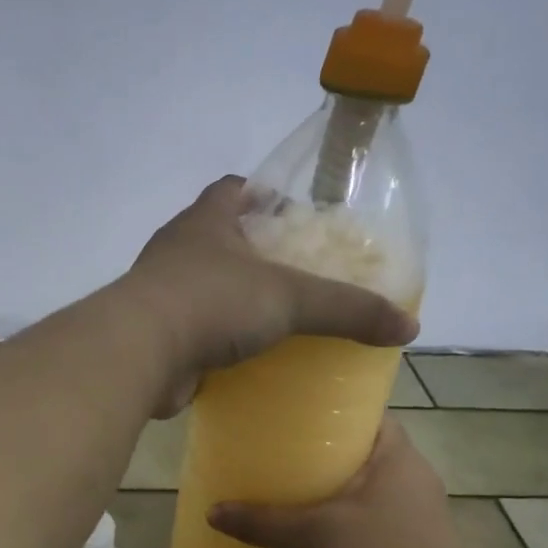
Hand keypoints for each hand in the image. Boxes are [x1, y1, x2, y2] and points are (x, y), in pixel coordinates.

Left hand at [121, 177, 417, 414]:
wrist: (139, 354)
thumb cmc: (212, 301)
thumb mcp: (290, 298)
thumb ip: (348, 308)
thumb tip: (409, 326)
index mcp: (205, 222)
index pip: (232, 190)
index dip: (261, 194)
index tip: (293, 212)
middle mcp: (178, 251)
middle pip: (219, 239)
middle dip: (254, 252)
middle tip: (298, 272)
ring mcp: (161, 295)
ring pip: (205, 287)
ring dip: (234, 299)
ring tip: (278, 316)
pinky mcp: (157, 336)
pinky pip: (195, 331)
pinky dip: (219, 340)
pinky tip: (248, 357)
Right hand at [208, 420, 466, 547]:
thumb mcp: (315, 533)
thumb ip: (264, 522)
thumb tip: (212, 512)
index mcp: (397, 453)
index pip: (370, 413)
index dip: (338, 410)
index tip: (302, 415)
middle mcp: (414, 473)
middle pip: (368, 448)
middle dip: (333, 450)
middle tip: (290, 452)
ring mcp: (420, 509)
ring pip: (374, 484)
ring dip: (344, 485)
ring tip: (302, 489)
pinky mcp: (420, 540)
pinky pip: (380, 513)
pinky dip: (355, 515)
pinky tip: (328, 529)